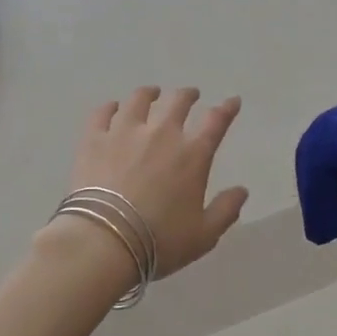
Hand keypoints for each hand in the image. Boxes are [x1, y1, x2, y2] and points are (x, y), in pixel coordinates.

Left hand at [68, 87, 249, 279]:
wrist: (104, 242)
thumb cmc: (159, 241)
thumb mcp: (204, 235)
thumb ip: (226, 210)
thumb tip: (242, 191)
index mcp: (192, 154)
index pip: (216, 121)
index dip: (227, 109)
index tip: (232, 101)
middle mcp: (161, 133)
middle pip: (178, 102)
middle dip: (188, 95)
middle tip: (191, 95)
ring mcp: (124, 132)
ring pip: (139, 99)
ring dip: (149, 93)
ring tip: (151, 93)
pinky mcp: (94, 139)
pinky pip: (102, 113)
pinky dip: (110, 107)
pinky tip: (113, 108)